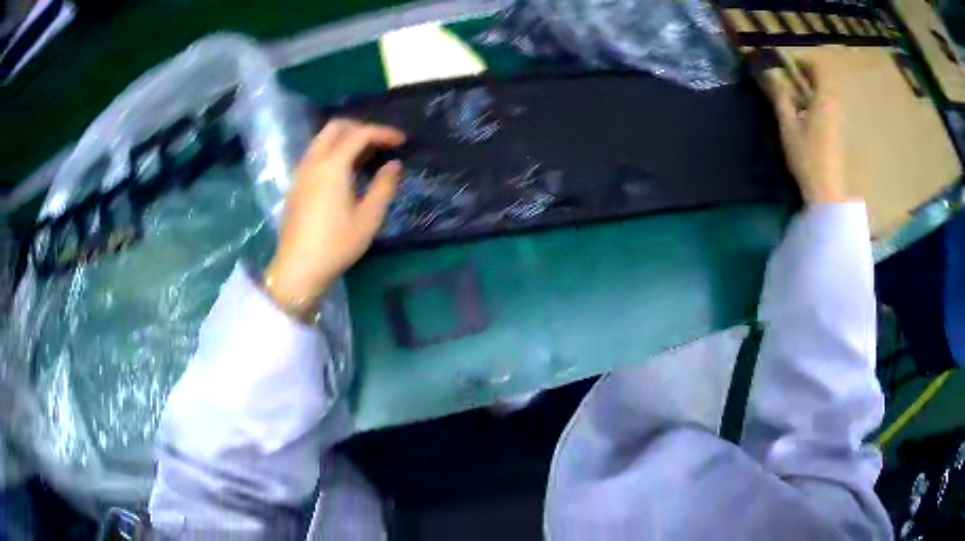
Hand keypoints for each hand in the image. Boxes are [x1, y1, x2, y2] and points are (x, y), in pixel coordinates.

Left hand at [265, 119, 405, 316]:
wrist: (298, 269)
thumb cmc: (336, 245)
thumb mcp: (368, 218)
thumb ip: (384, 186)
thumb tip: (393, 165)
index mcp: (332, 166)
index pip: (360, 134)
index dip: (383, 133)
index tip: (401, 141)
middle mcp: (313, 161)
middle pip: (335, 127)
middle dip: (360, 127)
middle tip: (380, 142)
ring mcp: (301, 172)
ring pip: (322, 139)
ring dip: (345, 138)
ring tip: (365, 155)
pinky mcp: (295, 184)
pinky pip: (315, 153)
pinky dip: (332, 150)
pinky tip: (344, 170)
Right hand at [764, 54, 849, 203]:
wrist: (827, 194)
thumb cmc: (808, 158)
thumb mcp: (788, 126)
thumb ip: (780, 98)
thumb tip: (771, 75)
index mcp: (824, 100)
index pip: (820, 69)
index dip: (805, 62)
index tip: (789, 65)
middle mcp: (836, 108)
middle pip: (825, 83)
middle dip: (808, 77)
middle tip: (790, 81)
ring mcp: (840, 124)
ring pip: (827, 98)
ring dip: (812, 93)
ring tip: (795, 101)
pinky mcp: (840, 138)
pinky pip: (829, 112)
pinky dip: (817, 107)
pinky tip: (806, 121)